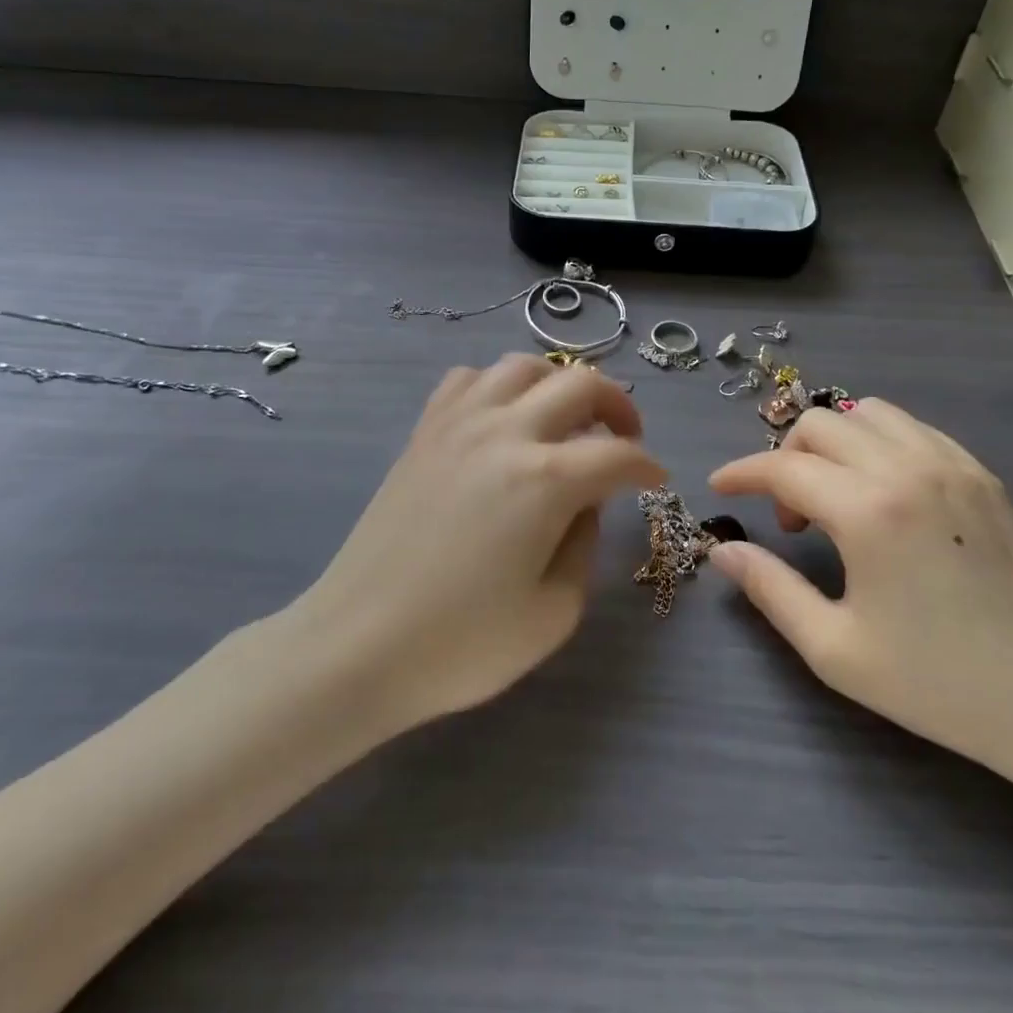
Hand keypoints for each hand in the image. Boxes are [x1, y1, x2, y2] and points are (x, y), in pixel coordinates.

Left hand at [300, 355, 664, 730]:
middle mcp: (505, 433)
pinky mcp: (423, 434)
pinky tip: (502, 419)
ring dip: (558, 384)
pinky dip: (498, 386)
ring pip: (522, 367)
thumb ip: (583, 545)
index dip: (647, 466)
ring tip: (565, 419)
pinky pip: (468, 380)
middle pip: (580, 384)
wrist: (358, 645)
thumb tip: (583, 504)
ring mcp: (457, 425)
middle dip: (617, 405)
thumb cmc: (461, 644)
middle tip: (625, 438)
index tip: (655, 481)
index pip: (617, 454)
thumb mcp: (554, 612)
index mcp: (545, 480)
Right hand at [708, 400, 1012, 780]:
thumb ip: (769, 589)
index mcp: (869, 512)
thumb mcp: (832, 647)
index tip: (719, 488)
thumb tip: (724, 550)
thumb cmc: (932, 682)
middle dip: (786, 459)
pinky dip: (878, 443)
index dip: (742, 474)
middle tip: (790, 517)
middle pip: (821, 425)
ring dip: (834, 443)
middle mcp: (909, 470)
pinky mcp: (980, 474)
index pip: (784, 469)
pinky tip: (880, 492)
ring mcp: (952, 466)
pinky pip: (912, 429)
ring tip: (835, 496)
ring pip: (868, 414)